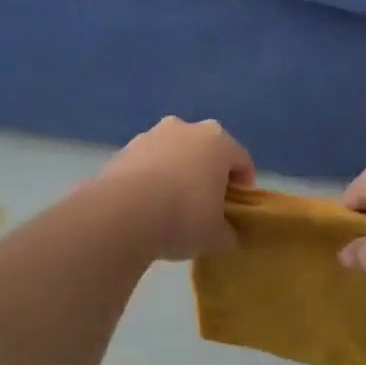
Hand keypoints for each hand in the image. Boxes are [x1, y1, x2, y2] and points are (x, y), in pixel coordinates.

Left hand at [97, 118, 255, 260]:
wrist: (123, 215)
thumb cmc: (184, 216)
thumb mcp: (216, 235)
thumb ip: (227, 233)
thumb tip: (227, 235)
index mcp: (218, 141)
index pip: (242, 161)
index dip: (243, 187)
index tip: (236, 210)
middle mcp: (186, 128)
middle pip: (205, 151)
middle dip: (207, 174)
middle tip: (205, 206)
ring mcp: (150, 136)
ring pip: (172, 155)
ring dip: (176, 174)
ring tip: (170, 208)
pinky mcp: (122, 151)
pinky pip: (146, 165)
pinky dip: (149, 180)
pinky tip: (145, 208)